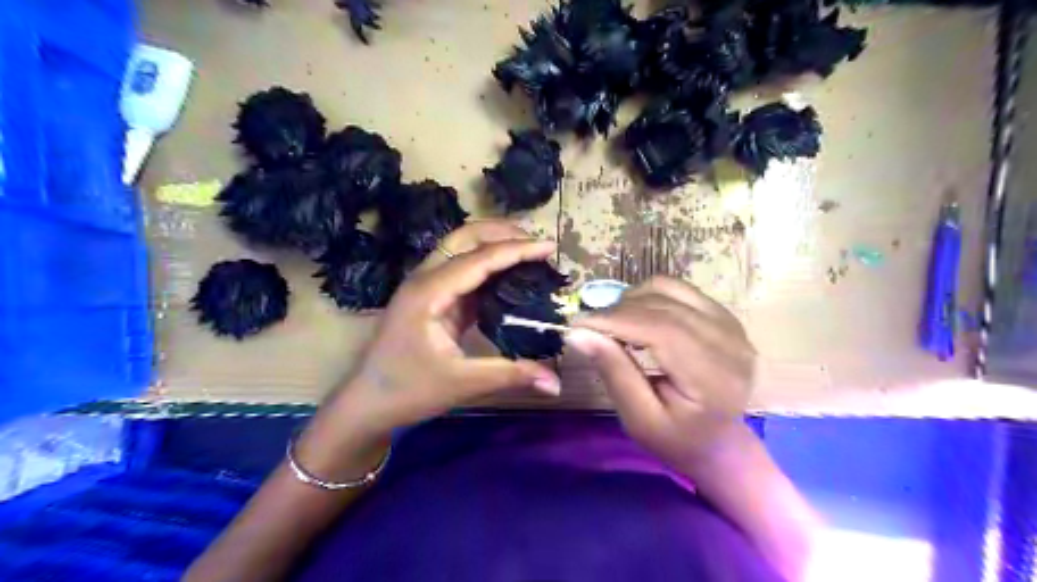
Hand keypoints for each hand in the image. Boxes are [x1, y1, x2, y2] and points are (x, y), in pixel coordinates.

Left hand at [322, 220, 564, 445]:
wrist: (366, 404)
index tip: (550, 246)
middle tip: (539, 244)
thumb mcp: (461, 384)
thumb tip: (557, 384)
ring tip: (530, 253)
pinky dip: (488, 268)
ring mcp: (426, 287)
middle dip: (502, 233)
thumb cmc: (407, 391)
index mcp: (429, 292)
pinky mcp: (432, 299)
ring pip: (462, 250)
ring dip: (494, 245)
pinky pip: (463, 272)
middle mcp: (425, 279)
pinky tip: (510, 277)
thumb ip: (510, 376)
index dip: (517, 250)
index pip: (479, 259)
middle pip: (465, 238)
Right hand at [564, 278, 760, 471]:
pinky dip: (648, 297)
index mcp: (713, 377)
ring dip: (631, 300)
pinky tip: (637, 318)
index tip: (578, 324)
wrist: (718, 441)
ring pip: (667, 289)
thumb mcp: (639, 419)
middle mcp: (729, 342)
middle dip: (617, 311)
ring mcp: (730, 323)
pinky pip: (677, 288)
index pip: (661, 330)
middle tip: (589, 328)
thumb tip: (578, 333)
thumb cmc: (676, 438)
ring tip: (614, 326)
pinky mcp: (723, 314)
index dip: (616, 321)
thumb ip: (614, 372)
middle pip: (662, 306)